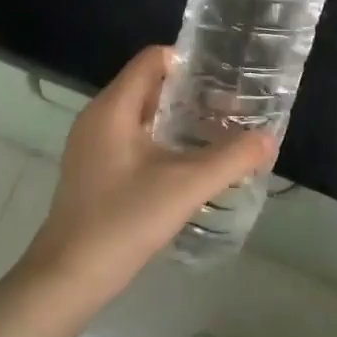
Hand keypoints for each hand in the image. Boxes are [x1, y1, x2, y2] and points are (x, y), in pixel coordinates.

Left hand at [20, 46, 276, 311]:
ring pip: (140, 115)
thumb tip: (268, 138)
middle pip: (148, 85)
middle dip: (190, 93)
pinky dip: (160, 141)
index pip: (152, 58)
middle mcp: (98, 117)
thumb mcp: (185, 187)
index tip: (224, 77)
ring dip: (177, 119)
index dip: (189, 61)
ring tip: (216, 134)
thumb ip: (231, 159)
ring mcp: (91, 145)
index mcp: (113, 107)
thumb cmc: (123, 221)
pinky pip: (131, 138)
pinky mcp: (92, 170)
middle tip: (230, 108)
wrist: (67, 278)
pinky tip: (186, 165)